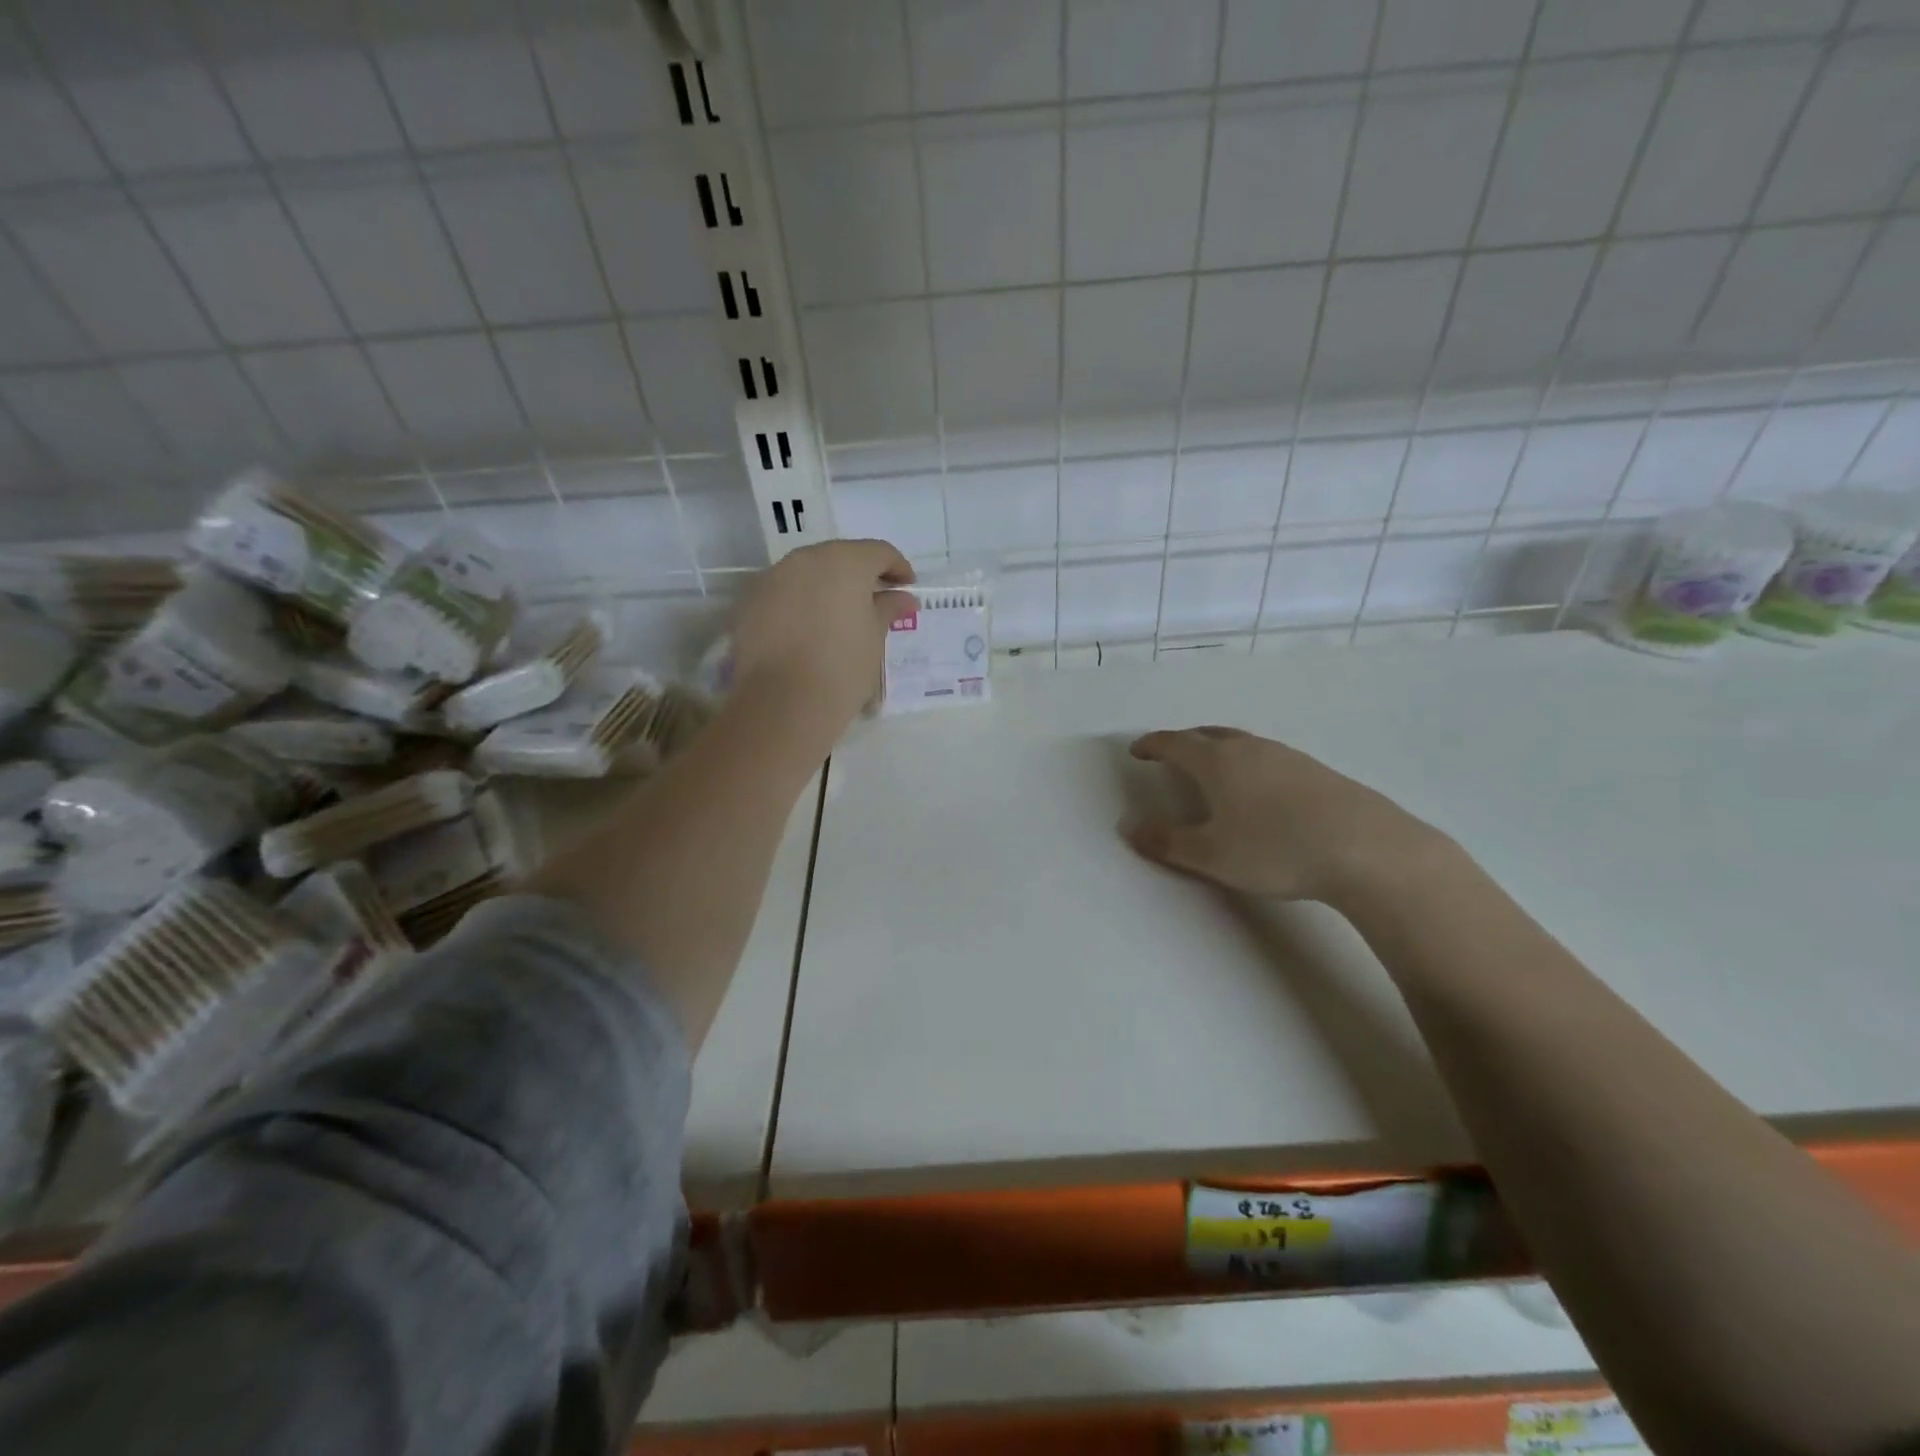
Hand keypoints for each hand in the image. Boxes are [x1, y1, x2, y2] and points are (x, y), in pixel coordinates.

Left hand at [731, 539, 916, 727]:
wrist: (784, 702)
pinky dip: (800, 604)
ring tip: (840, 617)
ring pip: (808, 574)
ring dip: (827, 588)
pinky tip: (808, 630)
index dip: (898, 568)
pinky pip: (784, 594)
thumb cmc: (843, 666)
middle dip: (860, 575)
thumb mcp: (875, 636)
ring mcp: (773, 578)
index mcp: (845, 561)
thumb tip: (903, 598)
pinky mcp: (750, 602)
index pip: (878, 552)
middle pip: (840, 557)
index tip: (908, 587)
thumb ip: (888, 608)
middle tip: (875, 600)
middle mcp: (806, 559)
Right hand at [1124, 727, 1455, 904]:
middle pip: (1209, 735)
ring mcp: (1288, 757)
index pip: (1175, 743)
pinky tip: (1261, 789)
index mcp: (1218, 762)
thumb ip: (1167, 842)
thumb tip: (1129, 828)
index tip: (1137, 750)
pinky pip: (1270, 757)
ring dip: (1220, 749)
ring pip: (1243, 743)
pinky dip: (1250, 763)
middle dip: (1185, 741)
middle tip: (1172, 753)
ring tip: (1214, 768)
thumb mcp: (1211, 855)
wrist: (1366, 849)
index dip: (1152, 745)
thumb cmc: (1275, 849)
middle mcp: (1250, 749)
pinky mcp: (1317, 771)